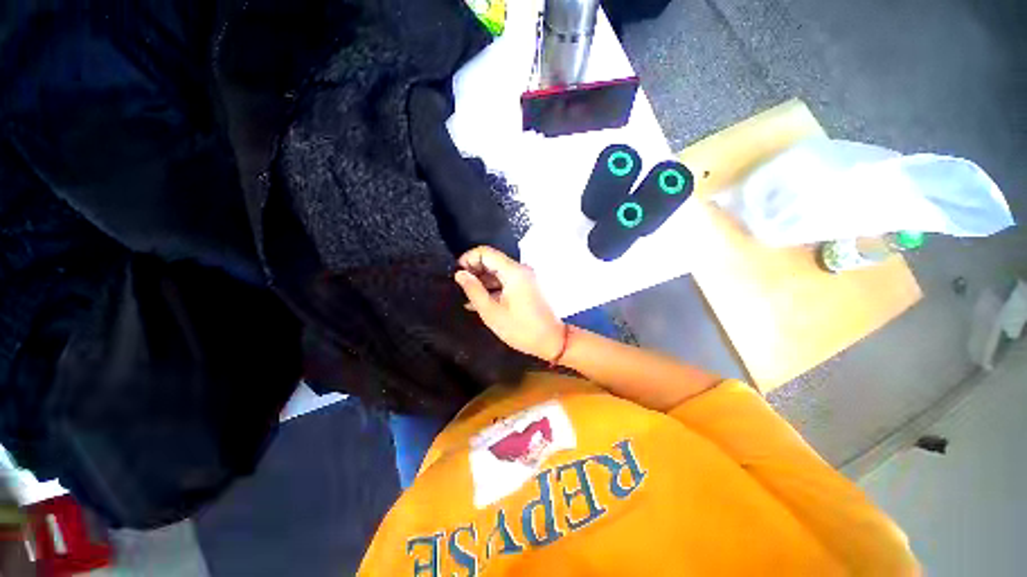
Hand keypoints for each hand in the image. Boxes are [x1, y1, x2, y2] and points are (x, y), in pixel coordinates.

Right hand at [454, 246, 565, 360]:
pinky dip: (493, 287)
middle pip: (492, 260)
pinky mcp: (527, 286)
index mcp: (513, 272)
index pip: (485, 252)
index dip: (468, 259)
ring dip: (482, 281)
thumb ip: (474, 290)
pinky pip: (506, 280)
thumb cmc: (521, 329)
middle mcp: (520, 269)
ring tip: (467, 297)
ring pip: (498, 271)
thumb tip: (460, 274)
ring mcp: (525, 277)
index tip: (457, 274)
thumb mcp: (492, 312)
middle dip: (474, 271)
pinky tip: (480, 301)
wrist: (552, 340)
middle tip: (460, 288)